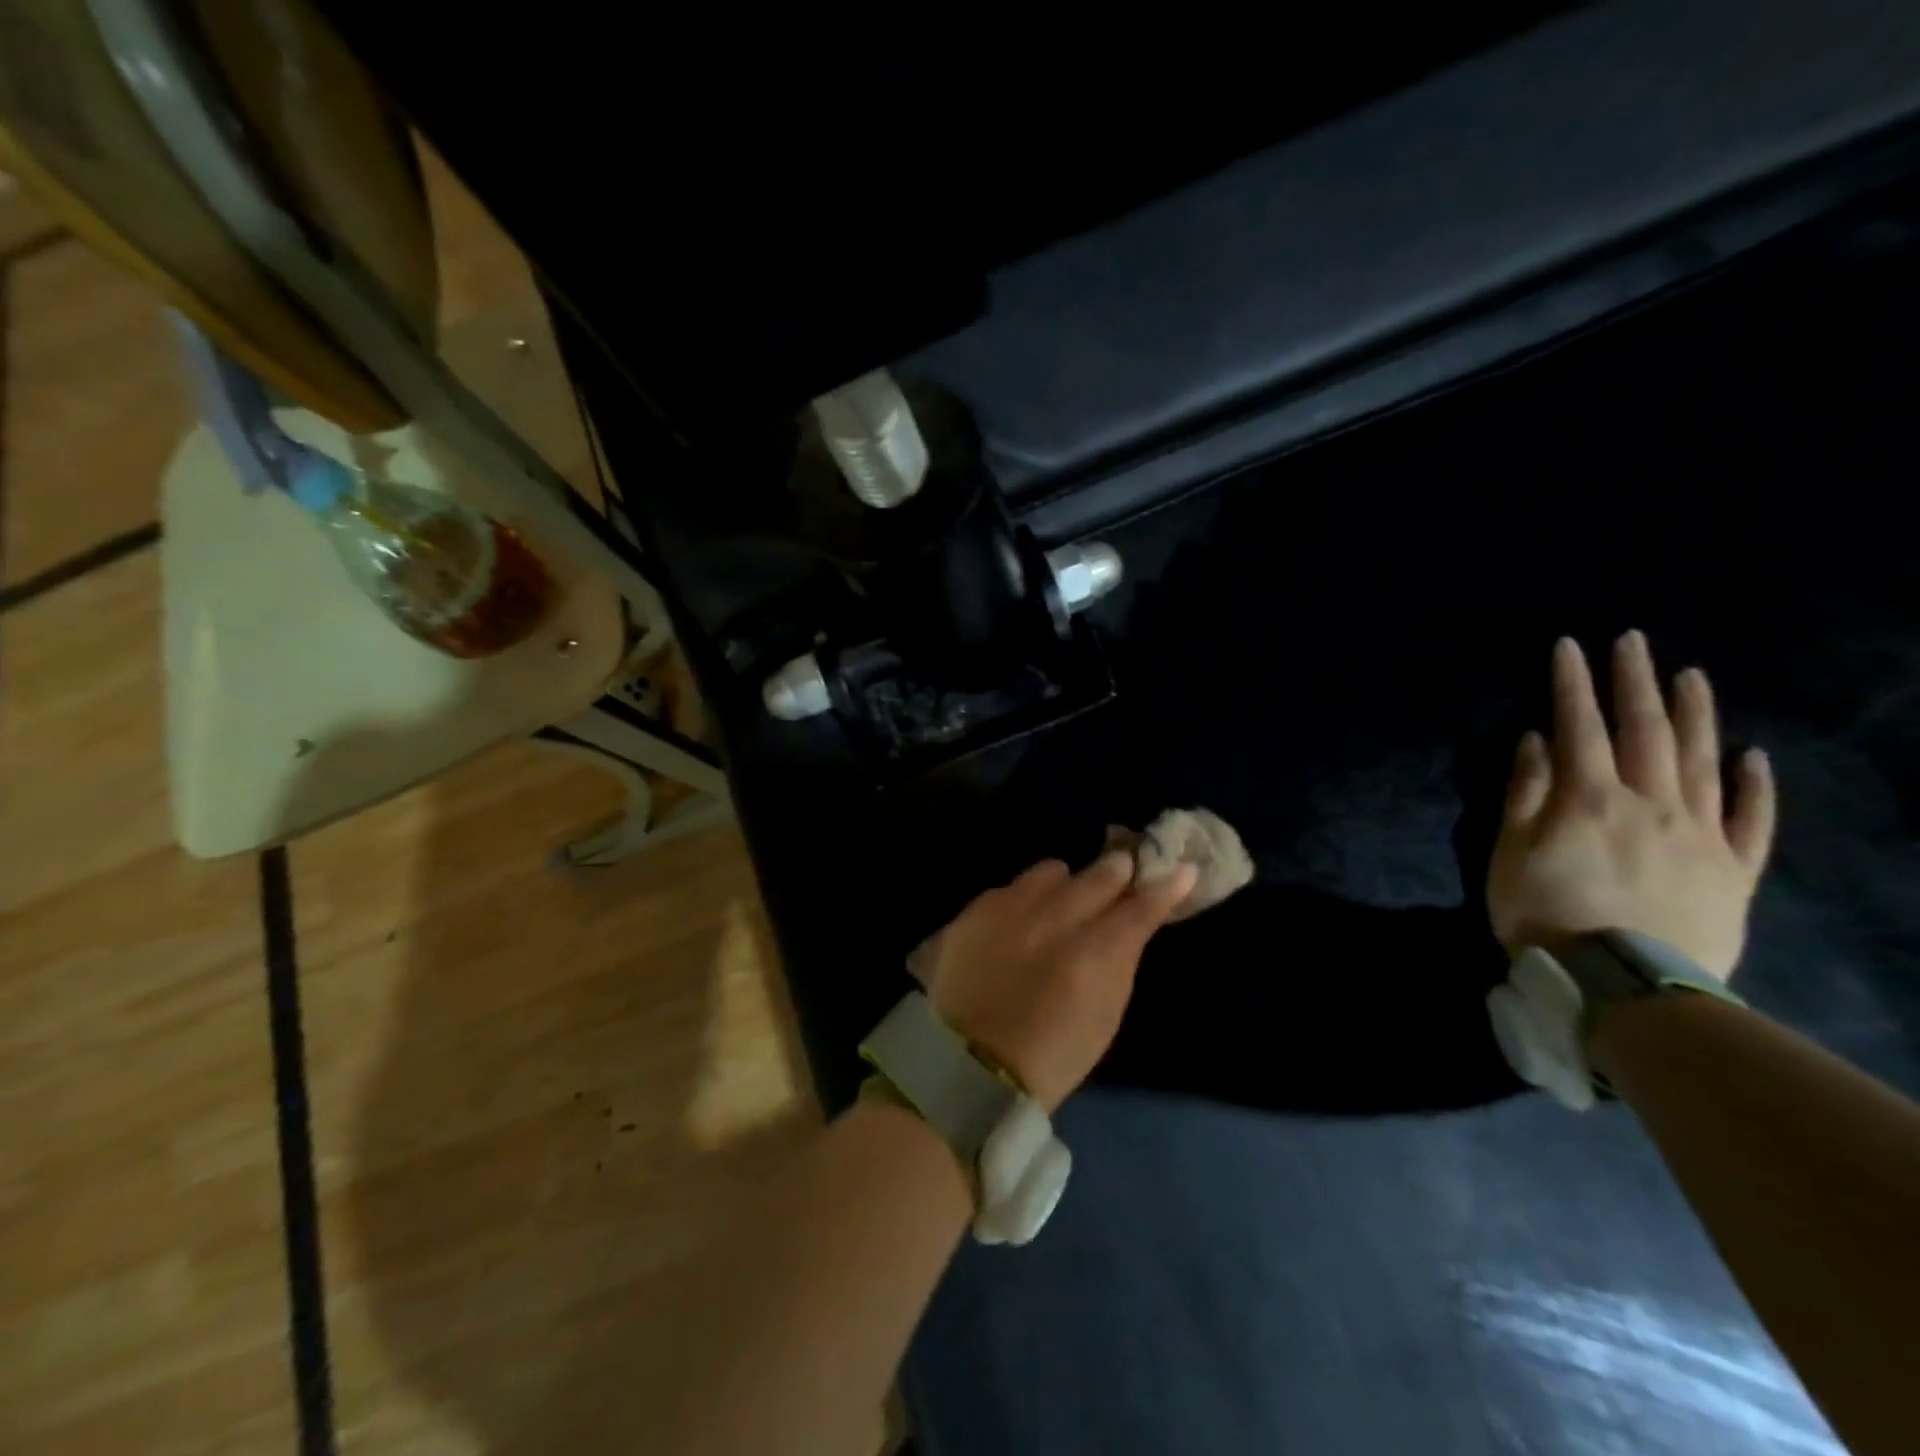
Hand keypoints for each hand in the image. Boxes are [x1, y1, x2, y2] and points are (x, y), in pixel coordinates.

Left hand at [924, 854, 1197, 1109]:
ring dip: (1065, 884)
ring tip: (1060, 905)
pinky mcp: (975, 910)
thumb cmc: (1053, 1053)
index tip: (1181, 869)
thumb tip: (1138, 916)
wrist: (971, 1066)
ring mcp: (1009, 909)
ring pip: (1052, 871)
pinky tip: (1021, 922)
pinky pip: (1013, 886)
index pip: (1140, 907)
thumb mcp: (1106, 1015)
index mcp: (1093, 955)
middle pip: (1099, 875)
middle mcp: (1053, 920)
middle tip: (1124, 870)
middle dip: (1117, 870)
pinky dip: (1025, 899)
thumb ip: (1122, 957)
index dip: (1165, 886)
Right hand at [1487, 632, 1776, 980]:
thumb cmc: (1545, 912)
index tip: (1570, 645)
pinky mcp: (1732, 870)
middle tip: (1634, 642)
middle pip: (1645, 732)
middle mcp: (1651, 803)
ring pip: (1701, 762)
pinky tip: (1753, 756)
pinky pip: (1751, 820)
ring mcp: (1700, 834)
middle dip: (1635, 683)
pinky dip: (1754, 786)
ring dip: (1695, 715)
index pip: (1580, 727)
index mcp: (1590, 798)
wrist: (1620, 984)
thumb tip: (1538, 741)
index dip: (1573, 684)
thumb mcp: (1510, 851)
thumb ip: (1525, 792)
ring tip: (1691, 676)